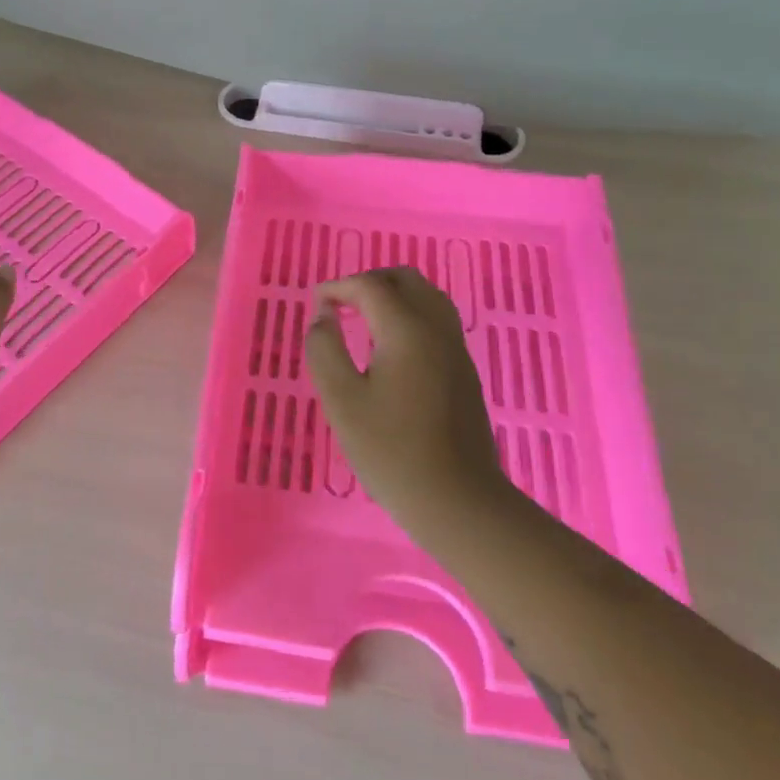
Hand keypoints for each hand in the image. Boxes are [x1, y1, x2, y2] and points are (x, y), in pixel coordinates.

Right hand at [306, 268, 510, 527]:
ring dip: (392, 296)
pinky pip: (436, 320)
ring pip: (426, 296)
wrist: (458, 500)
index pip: (370, 285)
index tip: (315, 306)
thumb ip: (325, 349)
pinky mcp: (463, 370)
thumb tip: (323, 316)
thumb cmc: (391, 451)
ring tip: (362, 320)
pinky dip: (409, 314)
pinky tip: (389, 346)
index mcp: (407, 330)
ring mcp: (456, 349)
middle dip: (368, 282)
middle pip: (405, 279)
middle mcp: (437, 328)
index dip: (338, 287)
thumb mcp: (342, 400)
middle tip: (339, 306)